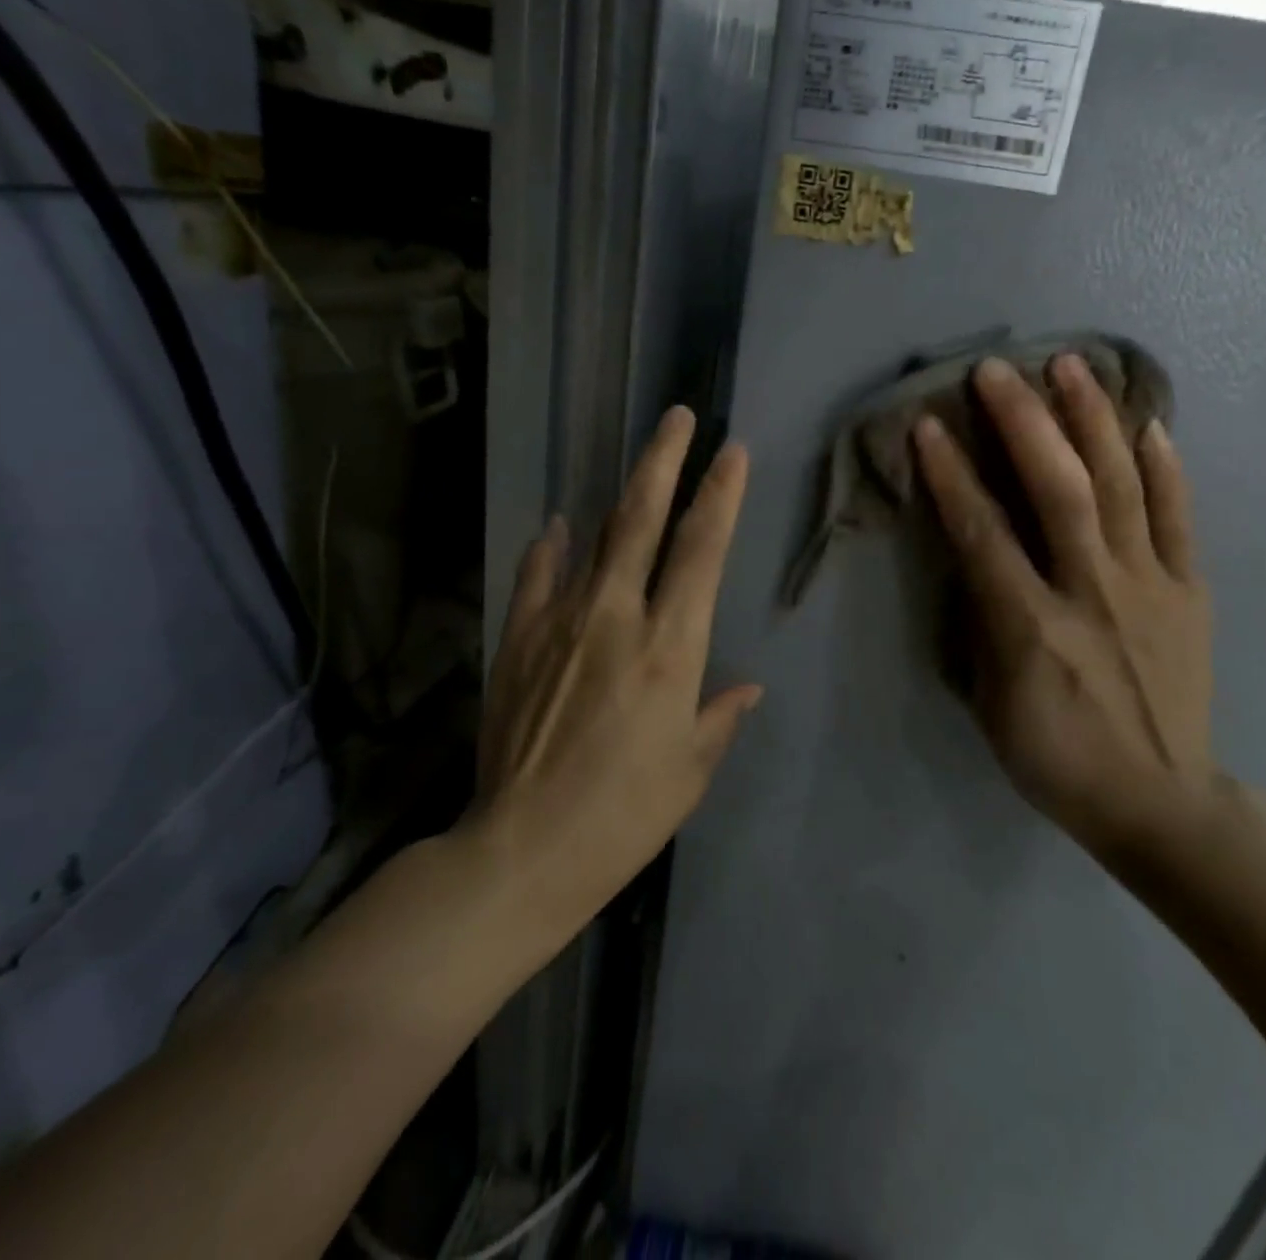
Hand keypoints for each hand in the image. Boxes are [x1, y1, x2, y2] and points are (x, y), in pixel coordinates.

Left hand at [472, 406, 761, 935]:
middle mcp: (616, 617)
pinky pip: (537, 577)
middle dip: (665, 462)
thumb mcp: (691, 769)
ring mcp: (560, 622)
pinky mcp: (519, 640)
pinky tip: (558, 528)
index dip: (721, 496)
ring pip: (595, 539)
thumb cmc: (626, 814)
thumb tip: (747, 686)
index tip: (733, 452)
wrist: (525, 847)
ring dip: (620, 498)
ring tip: (638, 468)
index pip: (703, 551)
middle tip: (679, 417)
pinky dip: (551, 548)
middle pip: (643, 521)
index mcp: (670, 648)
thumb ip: (720, 715)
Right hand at [913, 355, 1216, 860]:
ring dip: (1094, 420)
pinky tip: (1149, 424)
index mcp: (1031, 627)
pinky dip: (1165, 467)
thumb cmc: (1055, 757)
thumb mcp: (990, 702)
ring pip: (1121, 487)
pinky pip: (1179, 517)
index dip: (953, 474)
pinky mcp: (1188, 591)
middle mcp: (1091, 592)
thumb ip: (981, 624)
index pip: (982, 533)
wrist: (1160, 800)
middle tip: (999, 369)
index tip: (930, 425)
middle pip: (1058, 490)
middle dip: (1025, 421)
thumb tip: (975, 560)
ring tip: (1073, 365)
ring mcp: (1149, 586)